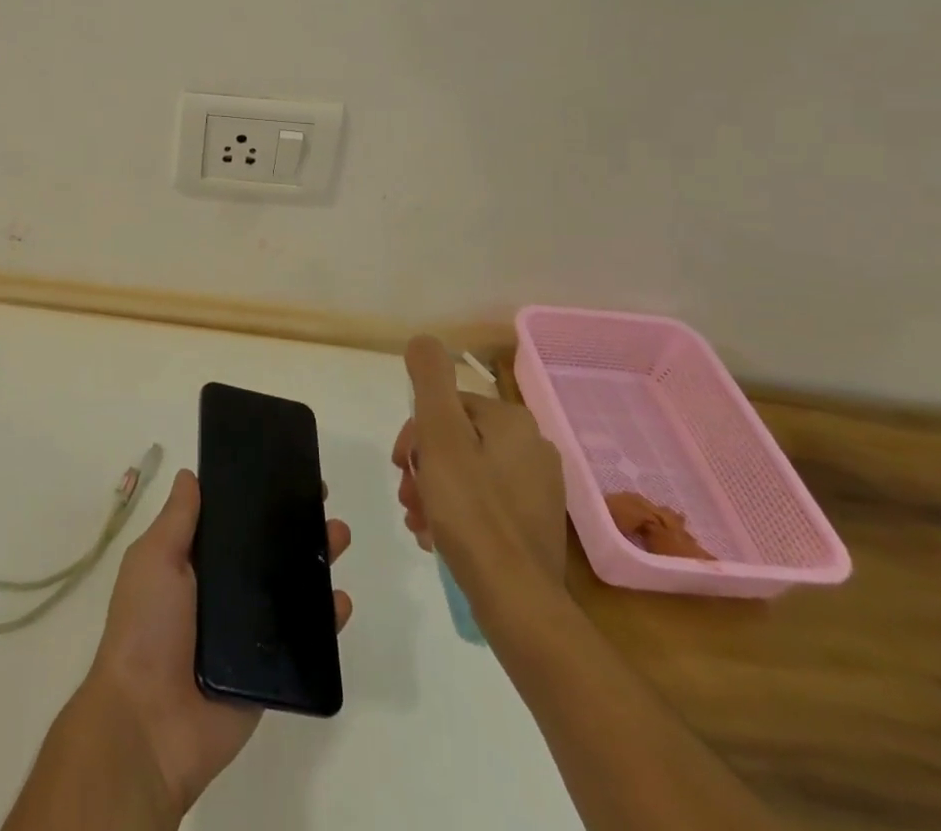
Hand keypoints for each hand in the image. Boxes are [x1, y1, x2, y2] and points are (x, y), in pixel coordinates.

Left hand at [82, 468, 351, 817]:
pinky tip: (341, 600)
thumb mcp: (154, 559)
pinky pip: (303, 640)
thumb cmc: (146, 627)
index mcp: (193, 563)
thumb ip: (177, 519)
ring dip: (316, 561)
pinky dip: (325, 620)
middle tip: (320, 499)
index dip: (254, 497)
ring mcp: (247, 632)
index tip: (281, 471)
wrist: (150, 723)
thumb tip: (191, 475)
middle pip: (265, 550)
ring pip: (289, 588)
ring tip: (338, 536)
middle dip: (294, 524)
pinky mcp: (269, 670)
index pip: (230, 522)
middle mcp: (222, 592)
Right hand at [392, 337, 566, 614]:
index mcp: (513, 421)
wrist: (517, 601)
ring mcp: (539, 489)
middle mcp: (534, 447)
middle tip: (407, 497)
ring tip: (418, 521)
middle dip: (423, 465)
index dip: (415, 432)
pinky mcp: (536, 524)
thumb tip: (423, 339)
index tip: (400, 465)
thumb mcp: (440, 435)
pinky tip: (437, 536)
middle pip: (457, 439)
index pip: (449, 406)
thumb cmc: (472, 511)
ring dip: (434, 490)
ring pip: (468, 472)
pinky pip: (485, 503)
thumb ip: (431, 381)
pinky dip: (456, 513)